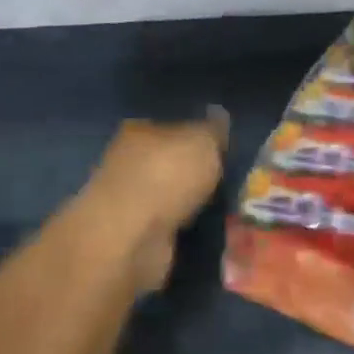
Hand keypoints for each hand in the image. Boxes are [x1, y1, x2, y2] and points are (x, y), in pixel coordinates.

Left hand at [73, 112, 228, 290]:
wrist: (132, 237)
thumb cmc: (166, 176)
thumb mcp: (202, 142)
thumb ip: (212, 130)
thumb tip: (219, 117)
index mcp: (138, 130)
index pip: (172, 127)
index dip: (198, 137)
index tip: (222, 150)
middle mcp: (127, 161)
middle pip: (169, 162)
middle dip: (193, 172)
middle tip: (225, 181)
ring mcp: (127, 199)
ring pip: (168, 195)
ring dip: (188, 203)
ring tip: (219, 209)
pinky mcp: (132, 234)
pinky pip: (166, 225)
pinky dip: (181, 227)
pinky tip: (202, 231)